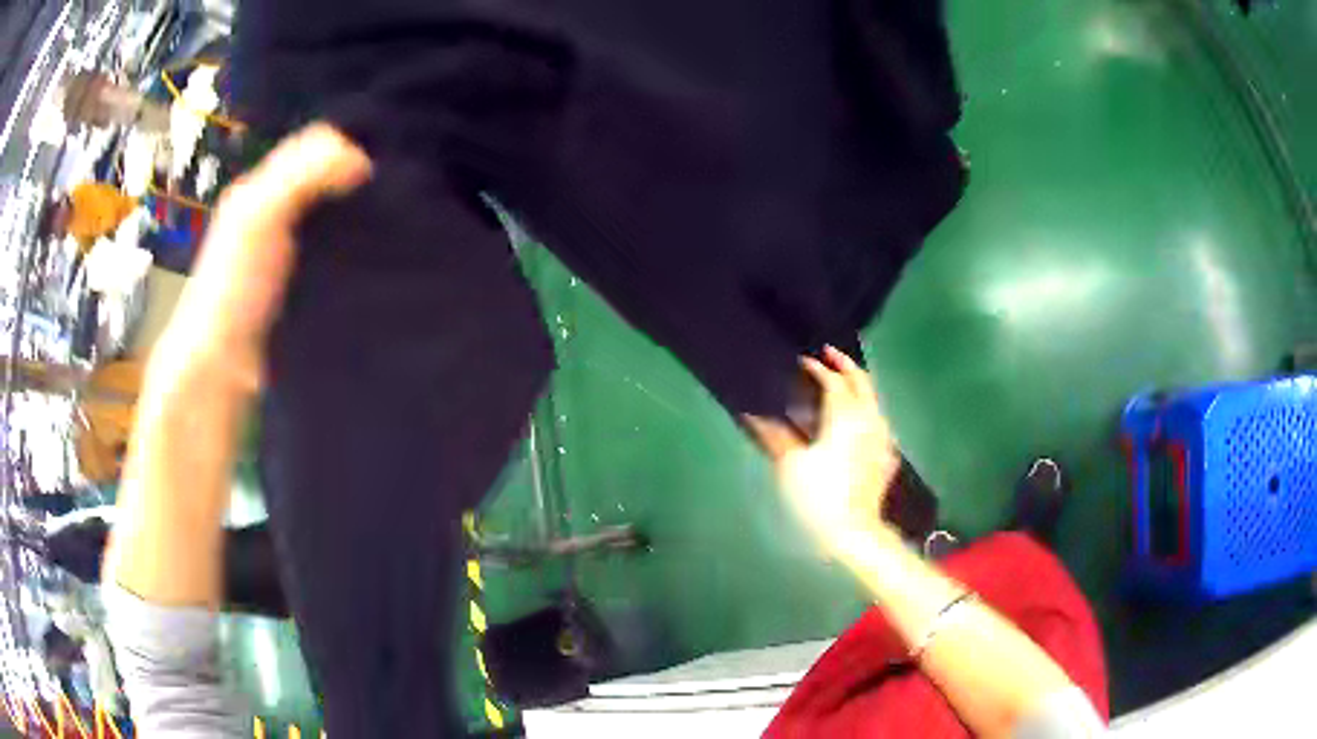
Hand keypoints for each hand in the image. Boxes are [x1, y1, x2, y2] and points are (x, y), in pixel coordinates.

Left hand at [152, 123, 371, 391]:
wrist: (221, 367)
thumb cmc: (233, 285)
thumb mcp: (260, 215)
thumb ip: (303, 176)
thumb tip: (363, 160)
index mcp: (260, 187)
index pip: (313, 144)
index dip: (347, 144)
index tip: (384, 161)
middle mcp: (274, 212)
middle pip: (326, 176)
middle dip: (359, 177)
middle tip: (398, 189)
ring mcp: (288, 251)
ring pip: (334, 214)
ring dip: (361, 214)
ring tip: (396, 221)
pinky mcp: (302, 285)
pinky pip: (336, 252)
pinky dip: (357, 248)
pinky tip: (378, 255)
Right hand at [746, 346, 902, 559]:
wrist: (853, 533)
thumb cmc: (818, 498)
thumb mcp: (789, 466)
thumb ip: (773, 436)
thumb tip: (752, 414)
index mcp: (845, 417)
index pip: (833, 382)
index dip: (817, 368)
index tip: (802, 362)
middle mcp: (869, 420)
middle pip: (862, 381)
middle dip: (845, 365)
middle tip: (828, 354)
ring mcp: (882, 437)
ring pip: (873, 399)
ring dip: (858, 385)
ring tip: (841, 382)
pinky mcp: (886, 455)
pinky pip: (877, 420)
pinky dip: (865, 408)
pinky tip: (856, 419)